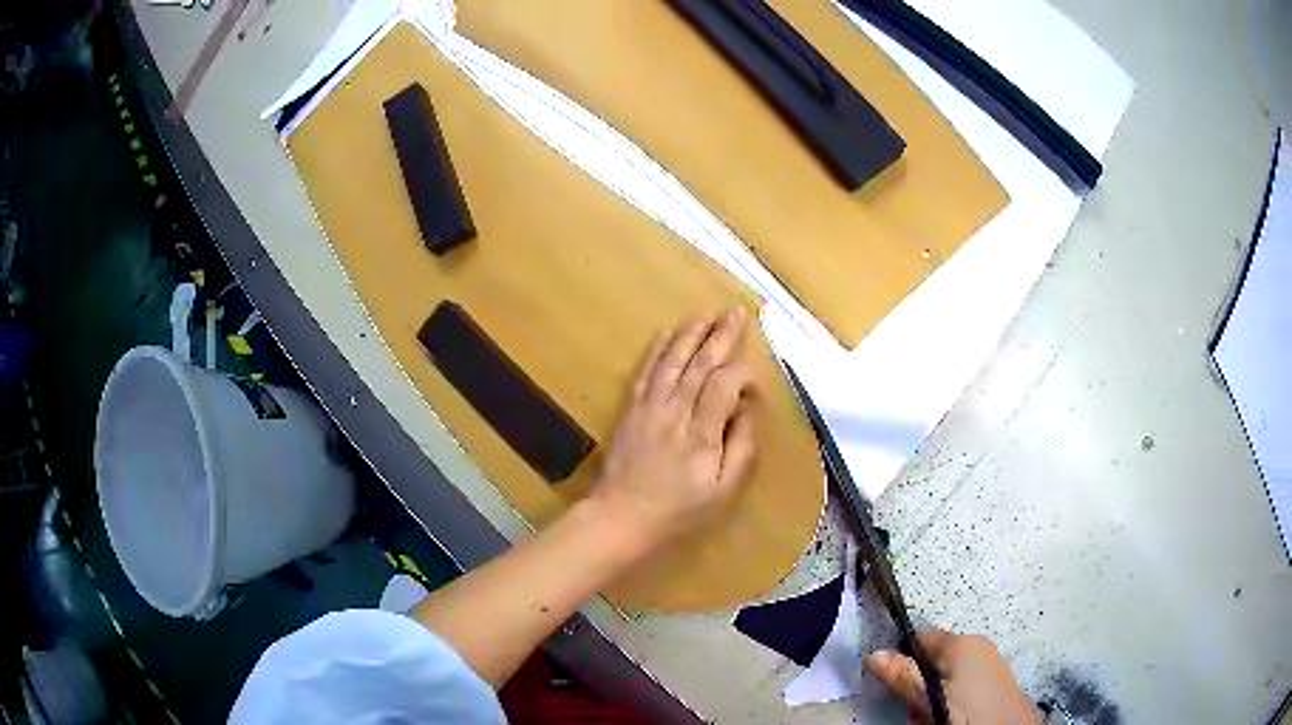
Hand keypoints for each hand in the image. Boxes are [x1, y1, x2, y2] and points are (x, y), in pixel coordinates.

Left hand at [588, 309, 759, 553]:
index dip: (742, 372)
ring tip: (706, 315)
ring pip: (672, 361)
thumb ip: (741, 446)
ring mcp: (648, 408)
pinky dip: (656, 350)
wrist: (621, 517)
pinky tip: (666, 334)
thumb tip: (747, 408)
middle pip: (699, 365)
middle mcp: (675, 413)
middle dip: (720, 336)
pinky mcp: (630, 409)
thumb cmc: (679, 510)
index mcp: (702, 434)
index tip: (753, 378)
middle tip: (735, 312)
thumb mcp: (723, 490)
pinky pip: (644, 372)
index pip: (724, 385)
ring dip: (690, 334)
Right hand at [866, 628, 1042, 724]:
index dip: (903, 655)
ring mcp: (988, 663)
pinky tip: (949, 717)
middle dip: (919, 682)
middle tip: (916, 708)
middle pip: (933, 658)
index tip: (890, 680)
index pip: (922, 636)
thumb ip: (904, 675)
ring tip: (932, 717)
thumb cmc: (968, 711)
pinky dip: (949, 700)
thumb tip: (874, 654)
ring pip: (945, 676)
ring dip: (933, 695)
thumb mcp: (929, 697)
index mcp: (963, 642)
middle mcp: (977, 645)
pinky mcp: (993, 682)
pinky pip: (960, 685)